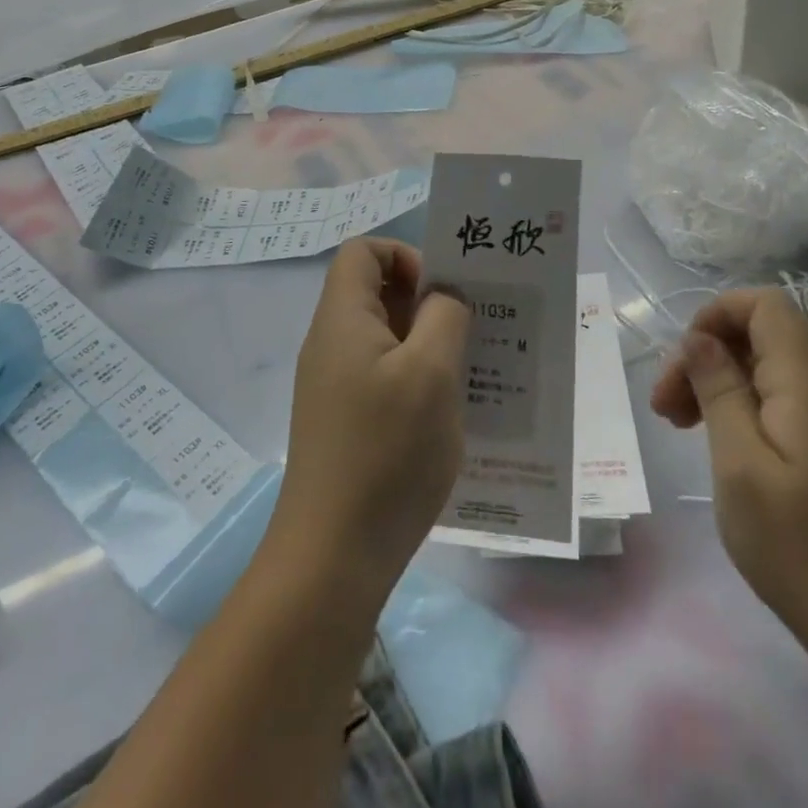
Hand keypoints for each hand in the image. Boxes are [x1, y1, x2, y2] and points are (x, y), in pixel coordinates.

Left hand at [265, 240, 470, 602]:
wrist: (333, 556)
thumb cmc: (385, 452)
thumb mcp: (430, 373)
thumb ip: (444, 317)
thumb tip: (444, 296)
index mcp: (342, 318)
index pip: (363, 252)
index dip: (404, 256)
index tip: (444, 292)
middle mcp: (332, 344)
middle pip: (377, 293)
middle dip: (429, 302)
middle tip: (476, 329)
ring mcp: (336, 386)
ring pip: (387, 339)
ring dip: (429, 345)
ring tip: (473, 371)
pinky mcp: (345, 422)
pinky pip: (385, 378)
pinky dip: (418, 381)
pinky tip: (451, 414)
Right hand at [651, 287, 807, 669]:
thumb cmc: (801, 550)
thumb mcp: (740, 466)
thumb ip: (719, 391)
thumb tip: (699, 338)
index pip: (766, 305)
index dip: (717, 313)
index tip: (683, 358)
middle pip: (761, 335)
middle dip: (706, 354)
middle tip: (666, 407)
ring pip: (767, 368)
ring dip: (718, 382)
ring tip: (679, 425)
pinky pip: (782, 399)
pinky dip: (742, 406)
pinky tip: (719, 442)